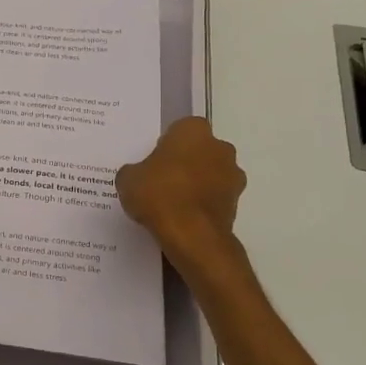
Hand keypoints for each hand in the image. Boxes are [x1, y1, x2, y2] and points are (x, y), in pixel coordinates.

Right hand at [115, 117, 245, 261]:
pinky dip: (203, 204)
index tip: (154, 161)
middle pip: (199, 150)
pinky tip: (184, 218)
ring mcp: (233, 175)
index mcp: (193, 130)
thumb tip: (138, 176)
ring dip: (198, 183)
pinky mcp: (237, 203)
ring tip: (173, 203)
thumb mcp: (128, 179)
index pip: (179, 130)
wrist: (191, 235)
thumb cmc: (158, 194)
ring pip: (211, 174)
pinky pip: (215, 197)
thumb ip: (135, 171)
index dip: (166, 145)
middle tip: (161, 180)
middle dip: (185, 162)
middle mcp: (220, 147)